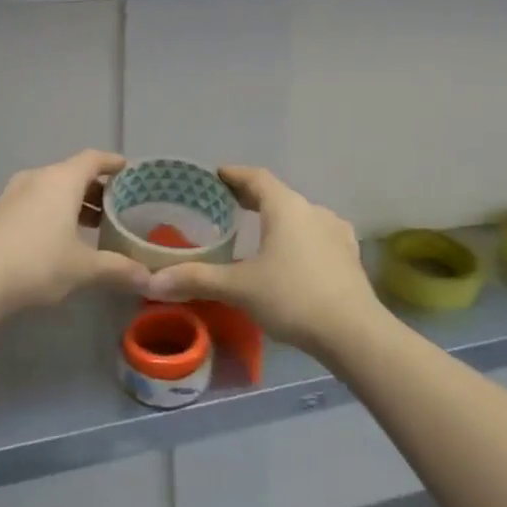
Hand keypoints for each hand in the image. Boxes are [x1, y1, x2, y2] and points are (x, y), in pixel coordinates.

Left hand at [0, 150, 152, 317]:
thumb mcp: (83, 268)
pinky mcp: (0, 213)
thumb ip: (117, 269)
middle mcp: (38, 178)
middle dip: (96, 188)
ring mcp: (15, 194)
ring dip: (74, 202)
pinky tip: (60, 237)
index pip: (93, 159)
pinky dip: (54, 211)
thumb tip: (149, 279)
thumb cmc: (37, 262)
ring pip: (53, 188)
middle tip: (116, 206)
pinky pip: (36, 202)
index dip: (113, 163)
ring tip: (92, 225)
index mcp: (62, 180)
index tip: (129, 170)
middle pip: (73, 173)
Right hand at [146, 165, 382, 354]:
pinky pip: (316, 236)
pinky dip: (297, 238)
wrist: (353, 332)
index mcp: (286, 207)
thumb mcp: (239, 288)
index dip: (234, 175)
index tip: (216, 175)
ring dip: (278, 218)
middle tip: (228, 203)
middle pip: (278, 195)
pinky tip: (292, 257)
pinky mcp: (348, 256)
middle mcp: (313, 211)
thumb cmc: (293, 298)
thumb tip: (152, 281)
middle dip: (253, 197)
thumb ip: (197, 280)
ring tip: (258, 232)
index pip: (256, 178)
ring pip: (300, 216)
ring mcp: (336, 232)